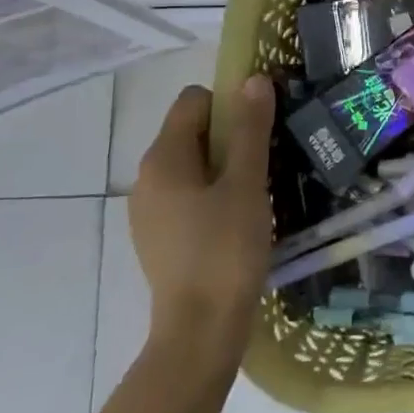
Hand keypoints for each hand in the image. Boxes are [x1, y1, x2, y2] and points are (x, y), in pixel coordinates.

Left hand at [130, 76, 275, 370]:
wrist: (200, 332)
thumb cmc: (225, 250)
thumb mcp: (247, 183)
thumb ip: (250, 129)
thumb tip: (253, 80)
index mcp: (163, 158)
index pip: (193, 101)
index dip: (229, 102)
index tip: (262, 125)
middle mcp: (147, 178)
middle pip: (192, 132)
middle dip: (231, 136)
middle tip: (267, 158)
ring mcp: (149, 211)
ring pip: (192, 166)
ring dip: (225, 166)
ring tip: (258, 189)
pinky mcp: (159, 237)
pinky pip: (188, 195)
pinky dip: (213, 194)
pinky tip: (239, 219)